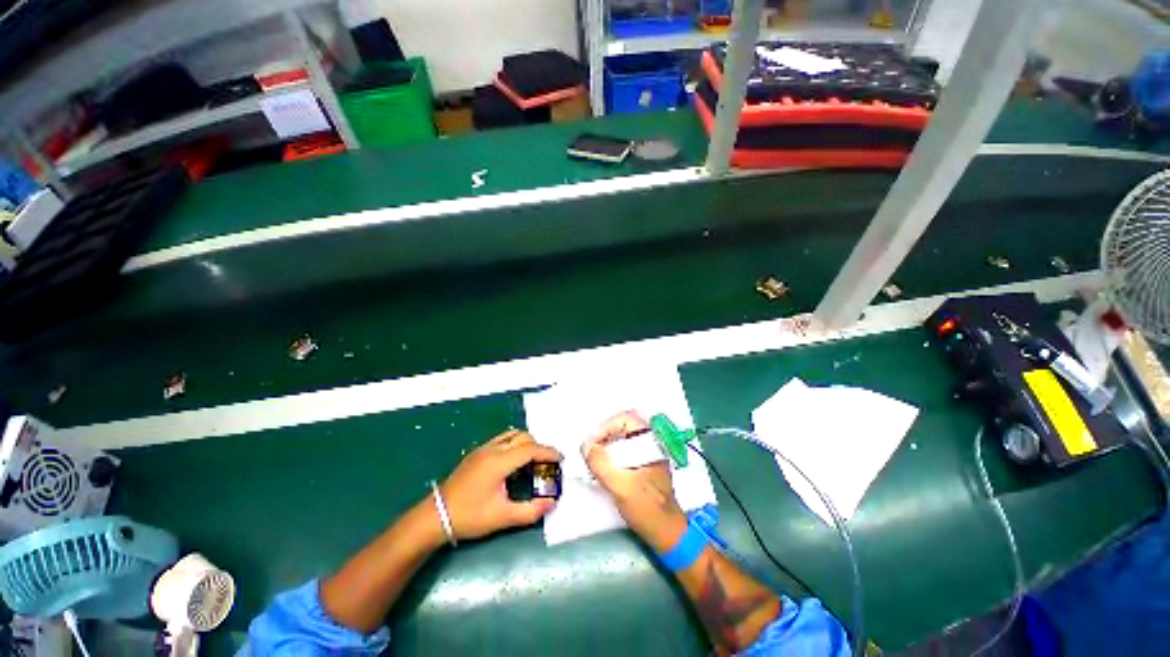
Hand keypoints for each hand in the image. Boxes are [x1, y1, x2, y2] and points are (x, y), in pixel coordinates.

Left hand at [439, 429, 562, 540]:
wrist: (435, 516)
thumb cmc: (470, 517)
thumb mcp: (502, 518)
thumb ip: (530, 511)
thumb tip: (552, 503)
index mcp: (499, 462)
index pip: (530, 449)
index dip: (549, 452)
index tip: (561, 459)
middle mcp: (492, 449)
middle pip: (523, 438)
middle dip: (539, 447)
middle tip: (547, 463)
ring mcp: (483, 449)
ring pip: (512, 435)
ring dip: (526, 443)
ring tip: (532, 461)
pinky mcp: (476, 453)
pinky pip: (502, 440)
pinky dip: (514, 445)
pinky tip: (513, 464)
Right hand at [583, 411, 687, 551]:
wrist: (667, 533)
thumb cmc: (648, 508)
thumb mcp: (620, 486)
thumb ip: (601, 463)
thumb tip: (586, 446)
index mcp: (651, 441)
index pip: (626, 418)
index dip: (606, 426)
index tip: (592, 443)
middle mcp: (651, 442)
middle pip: (623, 426)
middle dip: (604, 434)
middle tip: (590, 449)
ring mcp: (648, 453)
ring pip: (623, 438)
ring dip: (606, 444)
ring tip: (593, 458)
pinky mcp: (644, 464)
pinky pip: (624, 449)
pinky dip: (611, 454)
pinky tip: (602, 467)